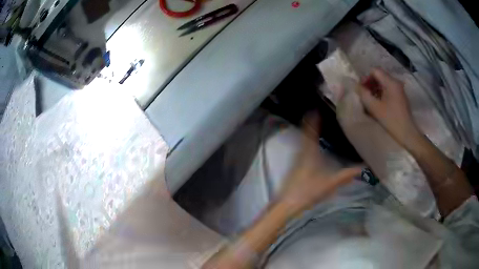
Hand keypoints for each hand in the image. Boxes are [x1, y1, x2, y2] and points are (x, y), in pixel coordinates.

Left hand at [278, 113, 361, 214]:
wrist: (288, 204)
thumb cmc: (308, 191)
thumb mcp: (330, 183)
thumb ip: (346, 175)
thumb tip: (363, 168)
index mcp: (309, 152)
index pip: (310, 130)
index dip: (312, 118)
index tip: (316, 107)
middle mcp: (302, 152)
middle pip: (306, 132)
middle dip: (311, 121)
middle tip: (320, 112)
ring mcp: (297, 159)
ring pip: (303, 139)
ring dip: (309, 130)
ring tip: (319, 123)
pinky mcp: (296, 166)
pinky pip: (303, 147)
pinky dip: (308, 140)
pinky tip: (315, 144)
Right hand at [358, 69, 419, 146]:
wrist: (407, 133)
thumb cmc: (391, 120)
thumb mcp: (375, 108)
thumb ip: (364, 94)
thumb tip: (355, 85)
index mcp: (390, 82)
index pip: (375, 70)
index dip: (366, 78)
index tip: (362, 89)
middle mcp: (396, 82)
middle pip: (379, 76)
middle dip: (370, 83)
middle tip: (364, 95)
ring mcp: (399, 89)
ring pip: (383, 83)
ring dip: (375, 89)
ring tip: (370, 101)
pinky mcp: (400, 96)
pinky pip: (388, 89)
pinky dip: (381, 93)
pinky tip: (378, 104)